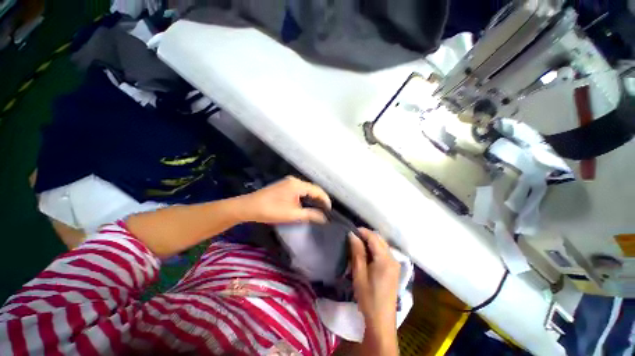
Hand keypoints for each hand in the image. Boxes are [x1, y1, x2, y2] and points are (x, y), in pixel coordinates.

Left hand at [240, 176, 331, 223]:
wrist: (248, 207)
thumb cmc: (271, 210)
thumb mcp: (293, 214)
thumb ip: (310, 215)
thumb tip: (324, 218)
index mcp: (297, 184)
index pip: (317, 190)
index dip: (325, 199)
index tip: (330, 210)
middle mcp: (294, 180)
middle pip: (312, 188)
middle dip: (319, 198)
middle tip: (325, 210)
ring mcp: (288, 182)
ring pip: (305, 189)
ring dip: (312, 198)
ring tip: (318, 208)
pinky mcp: (283, 186)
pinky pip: (299, 190)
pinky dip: (304, 197)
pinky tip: (305, 204)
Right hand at [350, 228, 399, 354]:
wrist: (381, 321)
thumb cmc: (368, 298)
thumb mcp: (359, 274)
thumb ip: (357, 252)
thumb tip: (352, 234)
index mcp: (385, 259)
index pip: (373, 237)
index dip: (361, 232)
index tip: (349, 232)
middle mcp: (393, 258)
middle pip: (379, 239)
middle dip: (366, 235)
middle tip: (352, 239)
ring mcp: (395, 264)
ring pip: (382, 245)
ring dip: (370, 242)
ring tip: (357, 246)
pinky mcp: (394, 269)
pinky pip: (384, 252)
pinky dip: (374, 249)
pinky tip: (366, 255)